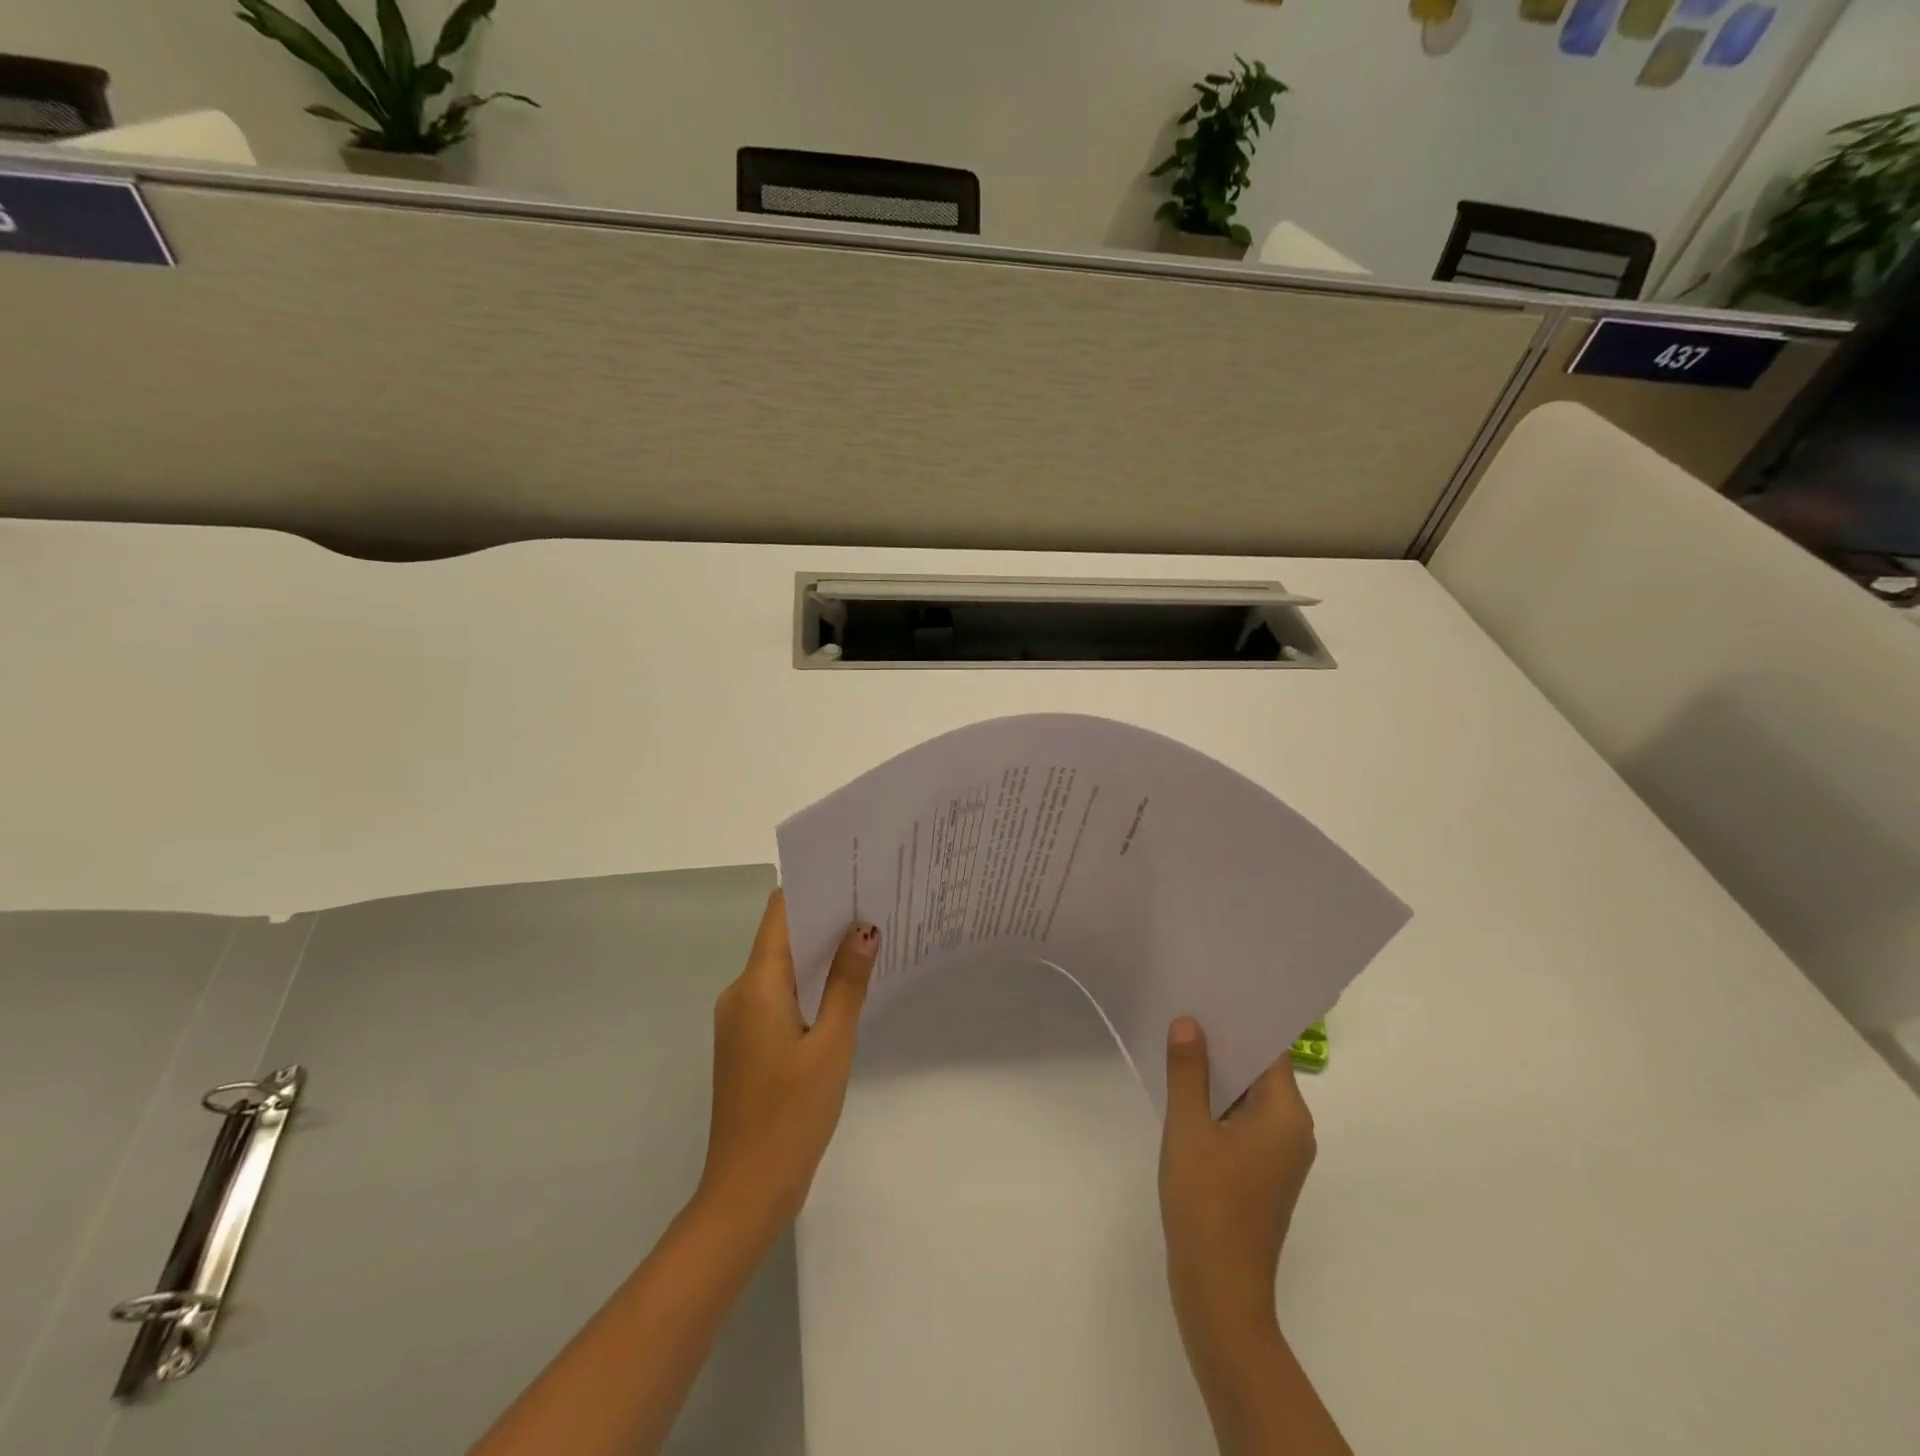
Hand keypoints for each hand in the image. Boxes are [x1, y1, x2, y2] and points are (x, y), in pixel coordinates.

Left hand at [698, 890, 877, 1232]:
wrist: (746, 1191)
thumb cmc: (791, 1114)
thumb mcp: (831, 1045)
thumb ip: (848, 984)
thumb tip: (864, 930)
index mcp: (755, 986)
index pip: (779, 915)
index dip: (812, 890)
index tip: (851, 876)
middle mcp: (740, 994)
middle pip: (780, 938)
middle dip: (823, 920)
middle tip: (873, 905)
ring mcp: (739, 1020)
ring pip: (781, 969)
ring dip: (818, 955)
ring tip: (867, 940)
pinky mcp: (746, 1042)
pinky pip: (777, 996)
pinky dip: (808, 986)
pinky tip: (843, 991)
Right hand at [1158, 1017, 1316, 1335]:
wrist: (1218, 1290)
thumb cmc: (1207, 1202)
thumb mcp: (1188, 1128)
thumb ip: (1188, 1071)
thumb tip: (1189, 1023)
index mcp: (1287, 1115)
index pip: (1270, 1051)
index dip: (1241, 1020)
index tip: (1211, 991)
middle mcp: (1294, 1130)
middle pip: (1262, 1071)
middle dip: (1224, 1043)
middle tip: (1186, 1008)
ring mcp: (1281, 1155)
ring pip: (1250, 1097)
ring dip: (1219, 1074)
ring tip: (1179, 1041)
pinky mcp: (1264, 1174)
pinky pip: (1244, 1121)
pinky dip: (1220, 1103)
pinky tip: (1186, 1090)